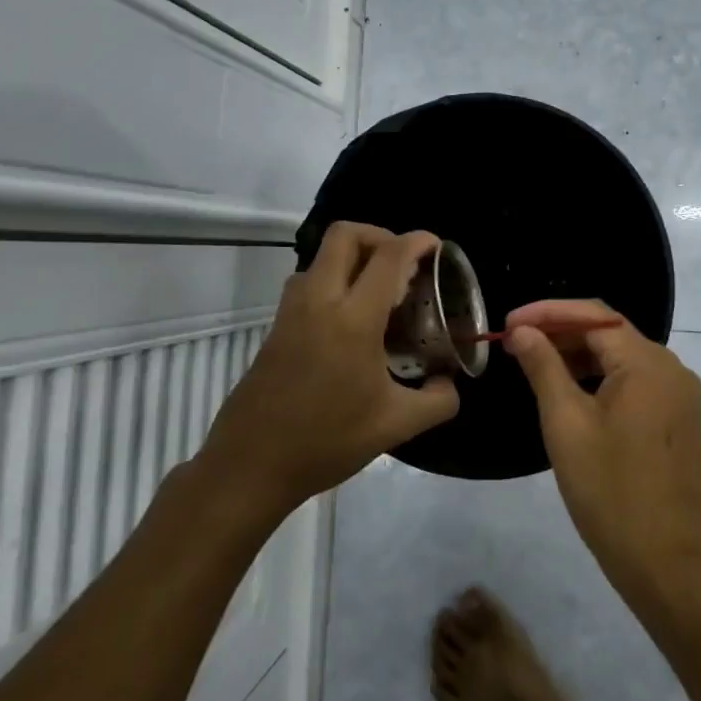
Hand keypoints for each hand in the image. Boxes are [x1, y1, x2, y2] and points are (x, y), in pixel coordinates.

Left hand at [203, 223, 459, 511]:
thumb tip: (450, 384)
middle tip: (404, 264)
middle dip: (380, 235)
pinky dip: (335, 280)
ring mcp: (291, 311)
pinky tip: (352, 320)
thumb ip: (438, 401)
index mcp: (353, 319)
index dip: (417, 241)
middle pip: (345, 235)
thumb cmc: (326, 441)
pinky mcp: (276, 327)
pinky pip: (309, 282)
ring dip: (354, 257)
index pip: (389, 257)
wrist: (250, 465)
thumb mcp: (396, 426)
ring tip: (380, 291)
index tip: (437, 247)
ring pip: (321, 257)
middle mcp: (319, 301)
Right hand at [505, 299, 700, 597]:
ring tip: (534, 363)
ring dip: (579, 355)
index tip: (508, 321)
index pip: (594, 316)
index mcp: (648, 363)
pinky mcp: (678, 418)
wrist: (665, 562)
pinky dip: (600, 378)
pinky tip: (569, 390)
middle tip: (516, 342)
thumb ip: (543, 367)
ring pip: (622, 358)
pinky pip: (635, 382)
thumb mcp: (566, 423)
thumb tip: (522, 330)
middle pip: (610, 334)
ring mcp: (679, 395)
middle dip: (562, 332)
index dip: (548, 312)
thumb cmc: (609, 490)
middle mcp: (672, 368)